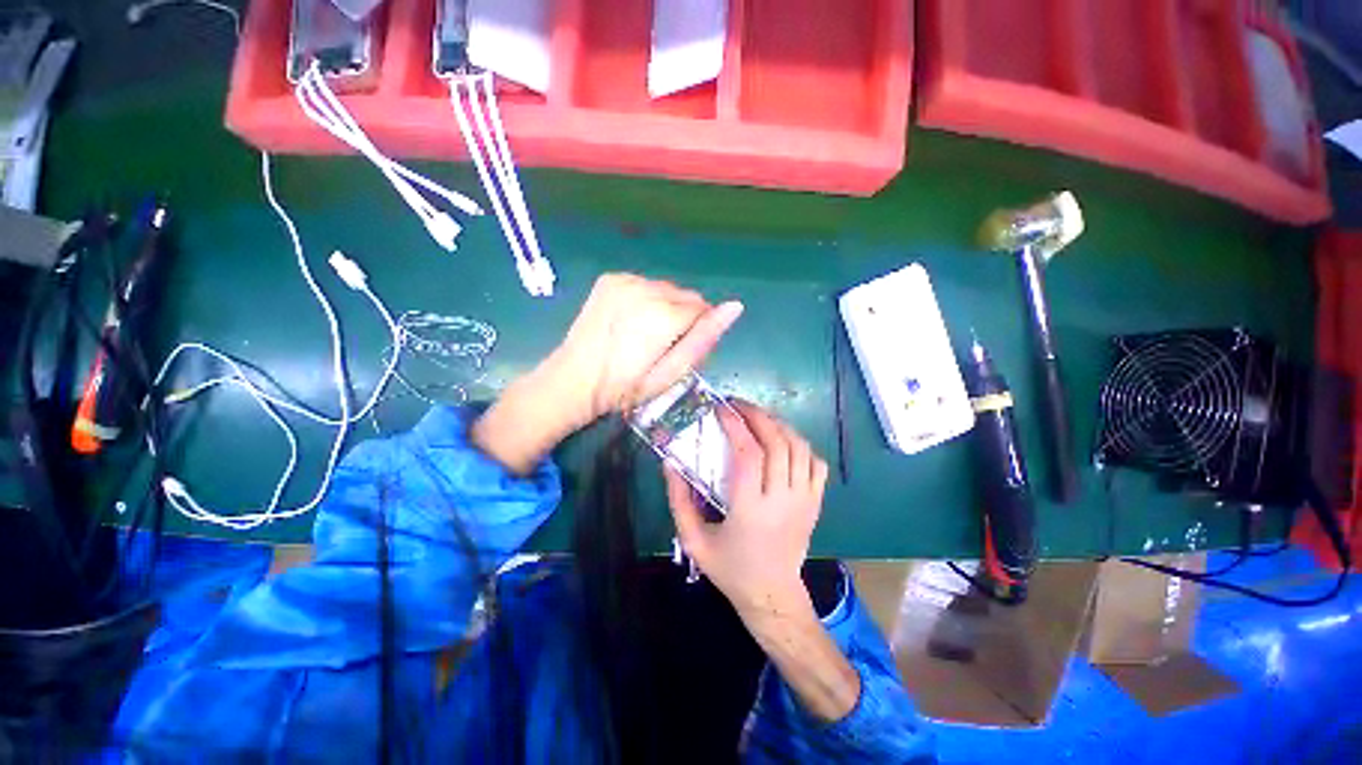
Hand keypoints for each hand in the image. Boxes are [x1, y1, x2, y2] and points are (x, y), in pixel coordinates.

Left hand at [545, 273, 743, 431]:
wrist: (574, 380)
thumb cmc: (626, 387)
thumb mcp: (670, 374)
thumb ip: (704, 340)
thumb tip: (736, 306)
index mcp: (663, 315)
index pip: (703, 308)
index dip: (697, 330)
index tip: (678, 350)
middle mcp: (646, 288)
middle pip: (685, 296)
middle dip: (682, 317)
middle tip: (661, 346)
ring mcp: (625, 280)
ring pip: (666, 289)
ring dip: (665, 307)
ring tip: (643, 334)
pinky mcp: (610, 279)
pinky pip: (644, 284)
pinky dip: (646, 299)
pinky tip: (630, 321)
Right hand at [667, 402, 858, 722]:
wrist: (773, 596)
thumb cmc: (730, 568)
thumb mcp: (694, 540)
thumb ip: (679, 501)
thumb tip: (670, 463)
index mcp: (750, 509)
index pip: (748, 454)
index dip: (735, 425)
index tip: (721, 408)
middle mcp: (782, 500)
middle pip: (777, 443)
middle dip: (757, 415)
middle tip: (739, 405)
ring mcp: (804, 500)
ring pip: (799, 447)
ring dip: (778, 425)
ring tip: (758, 417)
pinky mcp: (816, 503)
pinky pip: (815, 463)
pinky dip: (801, 444)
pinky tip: (783, 441)